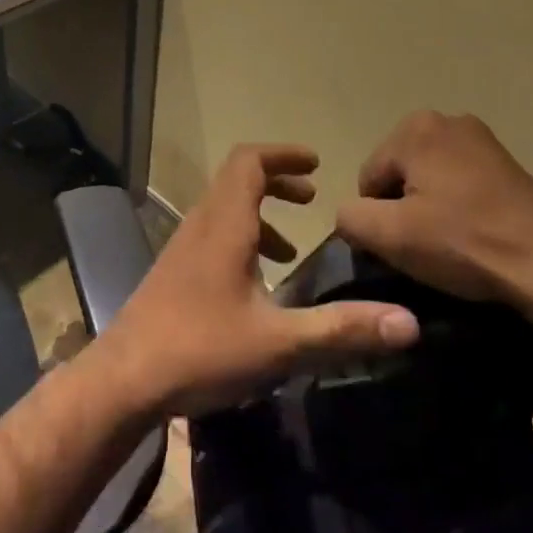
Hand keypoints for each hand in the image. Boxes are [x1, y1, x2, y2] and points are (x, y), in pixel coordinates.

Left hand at [100, 144, 420, 416]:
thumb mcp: (278, 342)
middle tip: (311, 196)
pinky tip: (256, 284)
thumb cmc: (201, 349)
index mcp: (225, 223)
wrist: (124, 378)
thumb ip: (341, 329)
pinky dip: (241, 238)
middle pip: (238, 178)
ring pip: (224, 207)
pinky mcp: (175, 270)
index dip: (283, 154)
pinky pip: (213, 233)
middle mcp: (202, 223)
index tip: (315, 163)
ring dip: (259, 212)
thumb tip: (408, 323)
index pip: (250, 160)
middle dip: (277, 179)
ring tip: (291, 248)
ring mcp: (184, 246)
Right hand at [335, 111, 532, 317]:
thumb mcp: (390, 236)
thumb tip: (351, 216)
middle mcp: (447, 120)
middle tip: (426, 247)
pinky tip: (476, 237)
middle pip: (400, 173)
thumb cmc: (464, 244)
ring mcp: (483, 139)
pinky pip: (462, 184)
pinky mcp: (508, 163)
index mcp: (415, 128)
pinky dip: (460, 208)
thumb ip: (350, 218)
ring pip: (431, 179)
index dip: (377, 218)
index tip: (403, 247)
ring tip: (453, 245)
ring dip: (432, 209)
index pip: (369, 178)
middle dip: (405, 208)